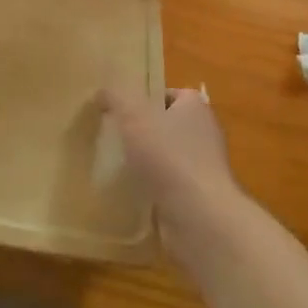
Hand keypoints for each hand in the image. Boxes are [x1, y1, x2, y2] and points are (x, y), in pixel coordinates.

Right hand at [99, 85, 244, 262]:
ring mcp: (204, 168)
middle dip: (145, 131)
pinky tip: (133, 193)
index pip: (173, 94)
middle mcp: (205, 134)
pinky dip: (154, 188)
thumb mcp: (133, 115)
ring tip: (119, 165)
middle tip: (117, 136)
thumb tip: (102, 91)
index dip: (148, 98)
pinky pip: (171, 186)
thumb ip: (116, 97)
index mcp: (196, 108)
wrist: (198, 216)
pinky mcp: (199, 198)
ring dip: (149, 162)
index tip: (124, 110)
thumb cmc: (168, 155)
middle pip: (170, 125)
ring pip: (170, 157)